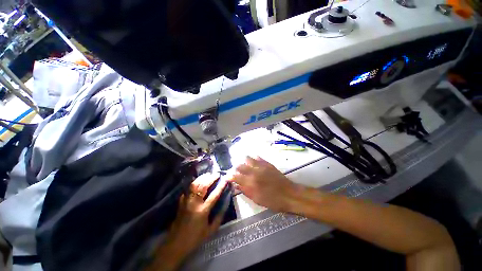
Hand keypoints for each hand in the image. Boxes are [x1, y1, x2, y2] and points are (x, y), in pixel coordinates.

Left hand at [147, 173, 226, 270]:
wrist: (175, 244)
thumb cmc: (194, 239)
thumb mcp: (210, 231)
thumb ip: (219, 218)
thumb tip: (225, 205)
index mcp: (203, 211)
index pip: (214, 195)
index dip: (221, 186)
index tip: (225, 179)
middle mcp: (194, 203)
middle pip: (203, 186)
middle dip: (211, 178)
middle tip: (216, 174)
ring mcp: (186, 201)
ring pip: (194, 185)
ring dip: (202, 178)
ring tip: (208, 174)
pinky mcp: (181, 202)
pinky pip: (187, 189)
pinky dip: (193, 183)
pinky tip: (197, 182)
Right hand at [228, 156, 299, 212]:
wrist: (289, 194)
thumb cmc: (272, 201)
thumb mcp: (257, 199)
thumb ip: (245, 191)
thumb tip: (236, 185)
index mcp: (250, 183)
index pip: (235, 176)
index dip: (229, 176)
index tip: (227, 177)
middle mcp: (254, 172)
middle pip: (239, 166)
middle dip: (235, 169)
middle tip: (237, 173)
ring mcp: (261, 166)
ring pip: (247, 158)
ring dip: (244, 162)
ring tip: (245, 167)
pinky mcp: (267, 163)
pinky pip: (257, 157)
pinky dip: (253, 159)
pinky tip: (254, 163)